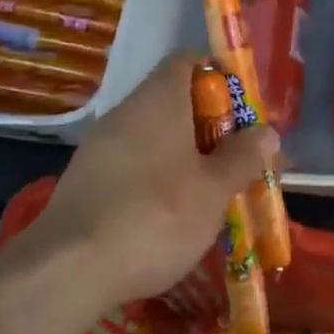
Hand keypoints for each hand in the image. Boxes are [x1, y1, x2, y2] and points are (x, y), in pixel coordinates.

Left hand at [5, 55, 277, 305]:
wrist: (67, 272)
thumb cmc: (155, 217)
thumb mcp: (214, 189)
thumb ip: (243, 156)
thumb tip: (266, 131)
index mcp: (159, 101)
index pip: (189, 62)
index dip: (221, 79)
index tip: (246, 112)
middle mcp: (126, 113)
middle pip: (176, 102)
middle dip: (213, 127)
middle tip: (242, 160)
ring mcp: (101, 148)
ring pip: (157, 138)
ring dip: (189, 157)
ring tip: (217, 193)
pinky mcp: (87, 182)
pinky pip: (136, 165)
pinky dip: (161, 179)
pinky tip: (176, 216)